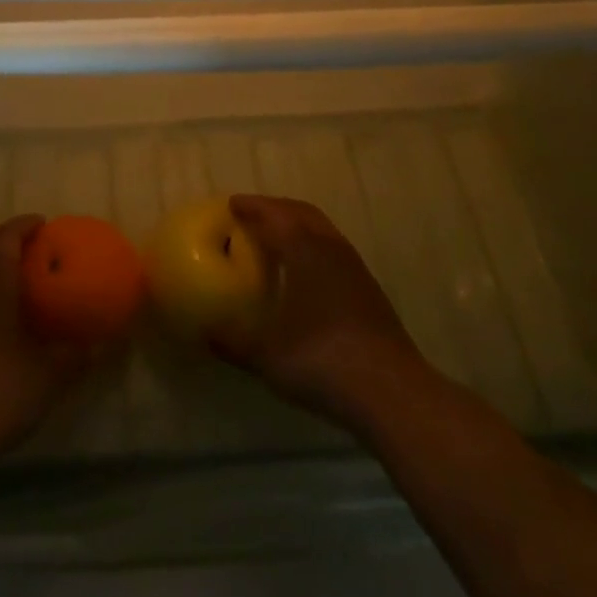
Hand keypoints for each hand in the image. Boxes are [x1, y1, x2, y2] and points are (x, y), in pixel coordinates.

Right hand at [212, 195, 434, 436]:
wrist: (392, 392)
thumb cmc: (322, 362)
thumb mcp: (267, 357)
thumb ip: (233, 343)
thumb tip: (204, 335)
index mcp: (304, 251)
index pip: (274, 216)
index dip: (251, 207)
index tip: (232, 204)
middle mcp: (331, 249)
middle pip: (301, 213)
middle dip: (275, 208)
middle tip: (251, 214)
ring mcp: (355, 268)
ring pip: (322, 229)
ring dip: (297, 225)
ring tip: (277, 237)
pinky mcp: (369, 290)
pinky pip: (334, 250)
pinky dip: (313, 245)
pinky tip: (305, 271)